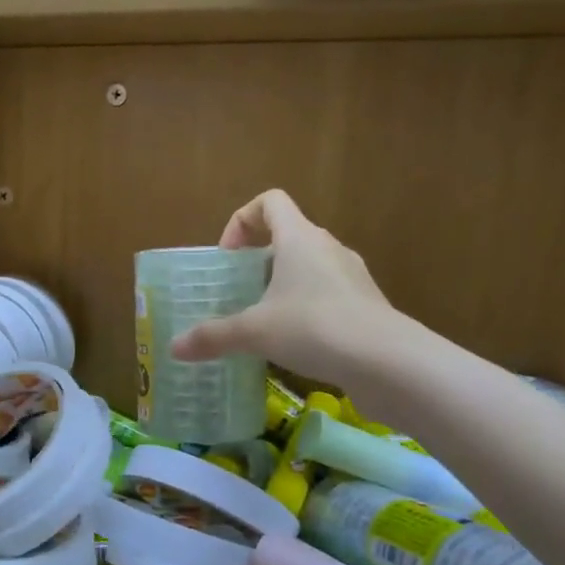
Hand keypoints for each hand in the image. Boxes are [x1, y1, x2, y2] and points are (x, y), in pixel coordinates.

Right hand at [169, 189, 413, 389]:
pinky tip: (295, 343)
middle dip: (258, 259)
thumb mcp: (254, 332)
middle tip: (239, 291)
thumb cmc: (314, 328)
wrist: (390, 363)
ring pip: (309, 267)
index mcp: (299, 238)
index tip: (228, 257)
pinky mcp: (366, 304)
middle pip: (288, 235)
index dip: (242, 220)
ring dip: (283, 285)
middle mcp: (327, 247)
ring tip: (264, 320)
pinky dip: (306, 308)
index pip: (270, 201)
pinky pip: (327, 294)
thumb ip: (213, 336)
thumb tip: (175, 348)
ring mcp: (352, 275)